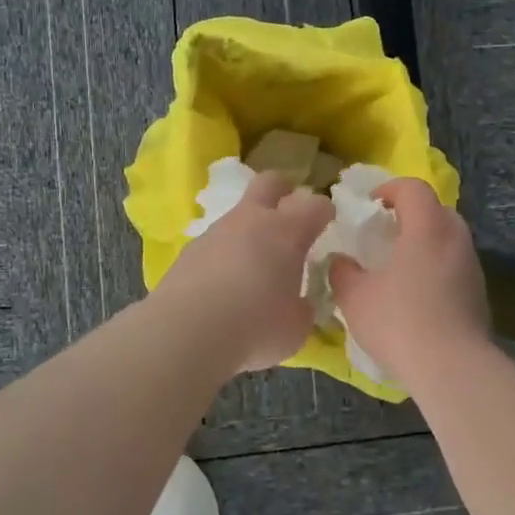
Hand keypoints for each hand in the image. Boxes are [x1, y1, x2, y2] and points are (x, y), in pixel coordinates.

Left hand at [151, 170, 334, 373]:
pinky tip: (224, 283)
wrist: (187, 331)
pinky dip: (225, 254)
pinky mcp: (190, 250)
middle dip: (284, 191)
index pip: (316, 205)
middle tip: (290, 212)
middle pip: (270, 182)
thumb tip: (299, 304)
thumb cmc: (255, 326)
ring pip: (239, 214)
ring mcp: (217, 231)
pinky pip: (216, 242)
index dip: (324, 212)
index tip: (328, 225)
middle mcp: (252, 220)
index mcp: (288, 231)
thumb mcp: (295, 327)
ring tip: (254, 263)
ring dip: (250, 229)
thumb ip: (302, 309)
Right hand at [330, 178, 489, 385]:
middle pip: (436, 210)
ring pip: (448, 240)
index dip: (390, 189)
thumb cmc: (399, 321)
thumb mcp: (355, 297)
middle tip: (386, 234)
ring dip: (425, 244)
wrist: (452, 368)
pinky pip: (455, 267)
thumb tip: (340, 261)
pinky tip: (417, 296)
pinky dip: (436, 269)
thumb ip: (342, 272)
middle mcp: (455, 239)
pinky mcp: (479, 294)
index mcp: (427, 228)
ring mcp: (472, 267)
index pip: (413, 188)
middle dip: (411, 215)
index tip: (370, 205)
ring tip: (399, 267)